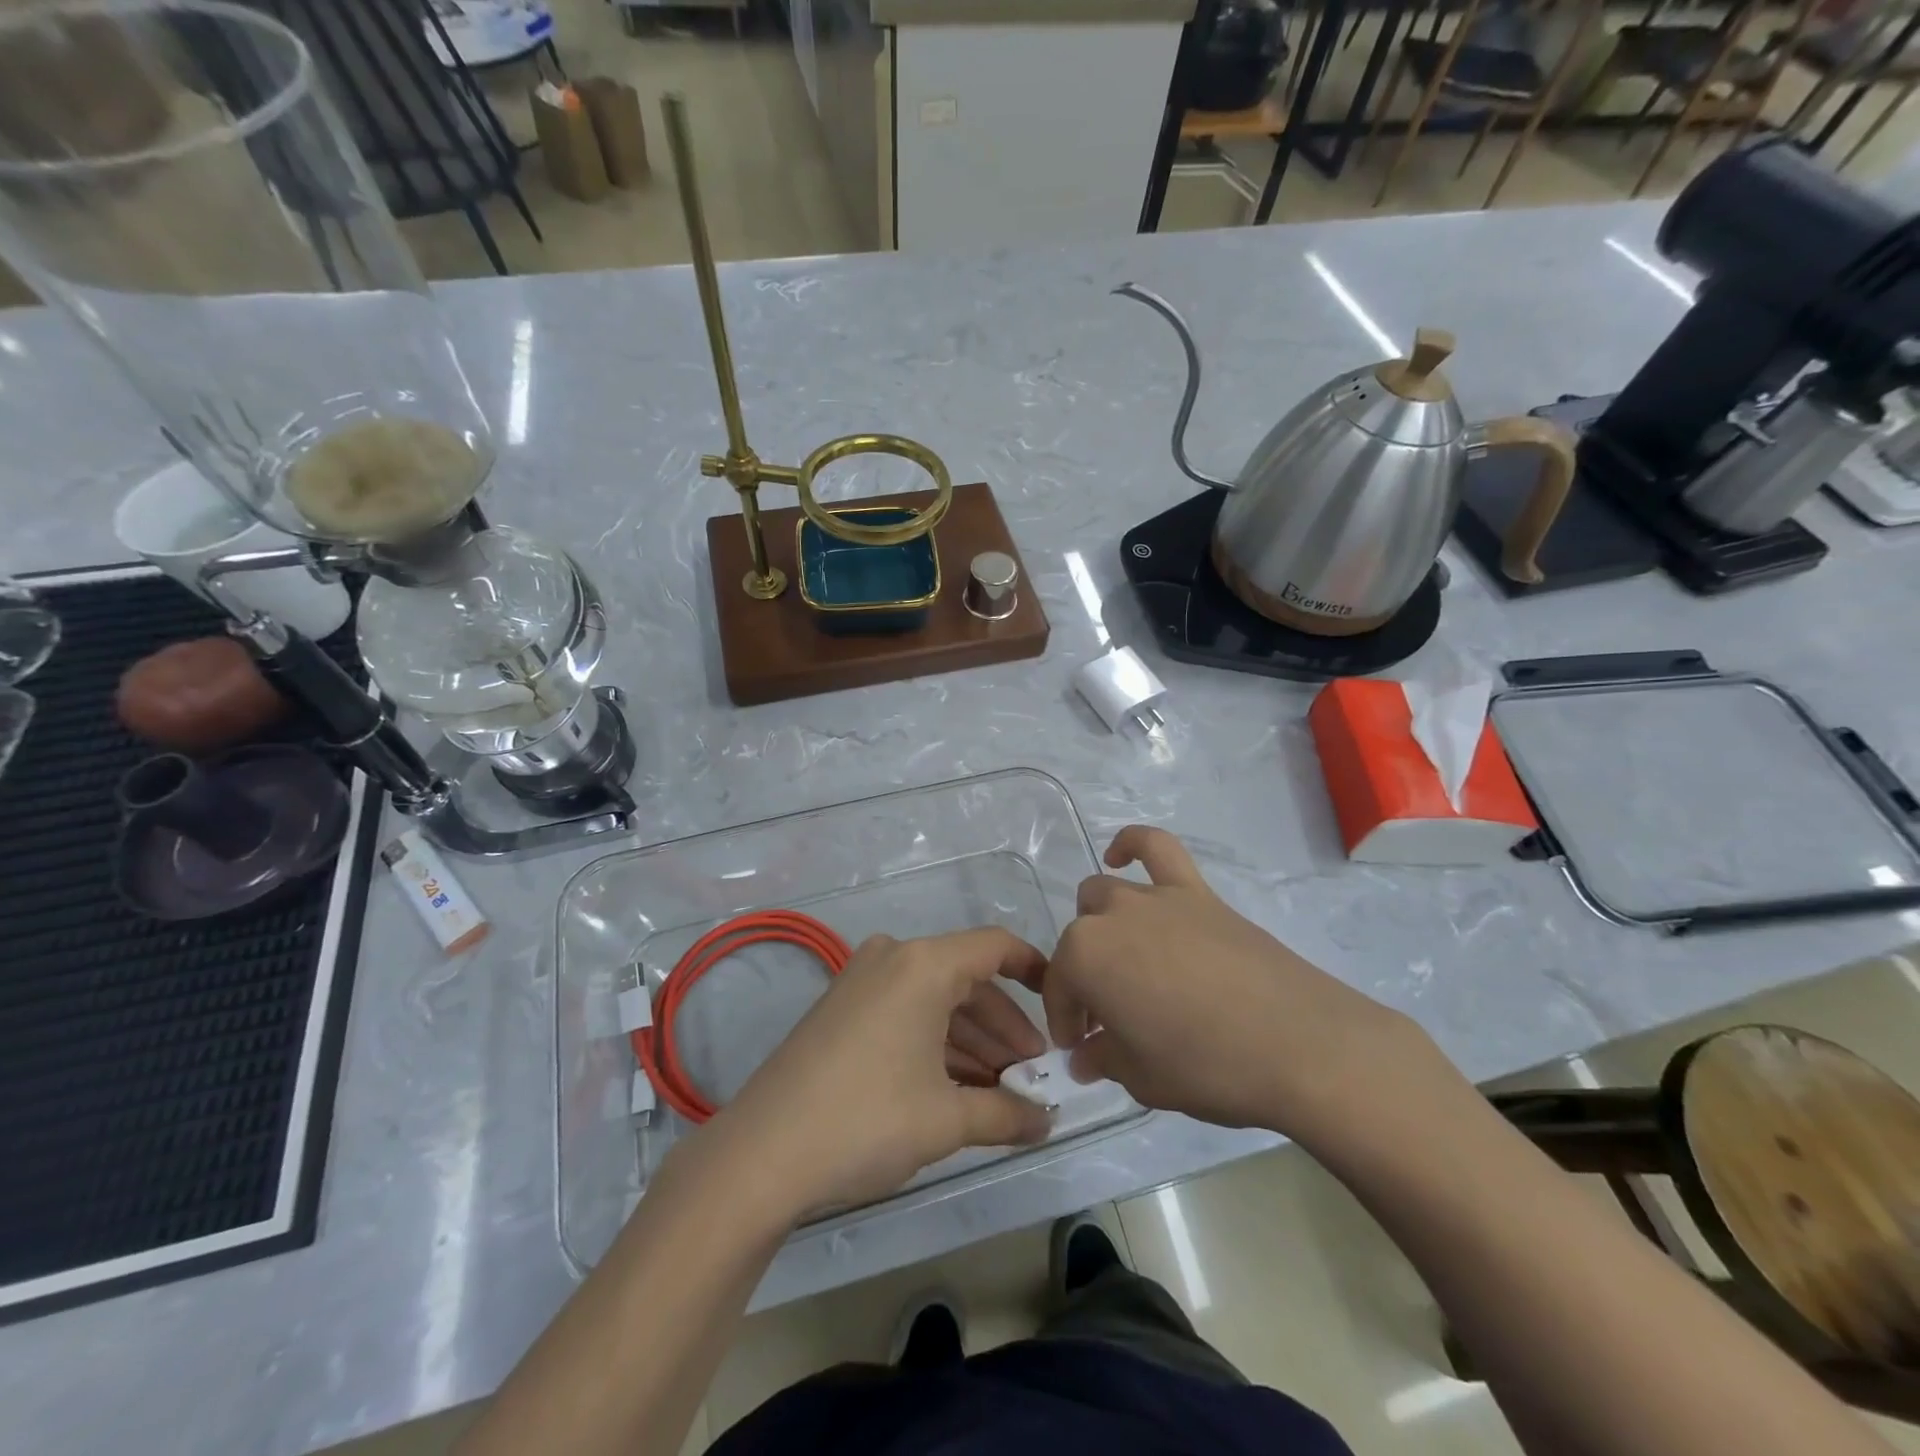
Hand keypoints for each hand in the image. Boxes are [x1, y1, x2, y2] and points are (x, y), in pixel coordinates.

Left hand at [708, 929, 1053, 1221]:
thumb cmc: (867, 1119)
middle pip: (967, 980)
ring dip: (971, 1041)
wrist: (761, 1154)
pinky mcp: (841, 1009)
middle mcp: (893, 958)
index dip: (1035, 970)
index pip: (996, 947)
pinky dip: (935, 1044)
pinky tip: (956, 1089)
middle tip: (1032, 1074)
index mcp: (924, 964)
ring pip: (935, 1001)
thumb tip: (1047, 1123)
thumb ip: (1006, 1115)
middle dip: (1004, 1027)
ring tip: (1000, 1091)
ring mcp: (862, 981)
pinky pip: (905, 1013)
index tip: (1061, 1003)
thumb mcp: (945, 1120)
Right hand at [1046, 826, 1428, 1143]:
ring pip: (1105, 894)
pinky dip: (1132, 845)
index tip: (1080, 1049)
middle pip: (1080, 939)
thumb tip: (1085, 1056)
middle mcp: (1110, 915)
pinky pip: (1157, 848)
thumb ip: (1103, 1058)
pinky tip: (1121, 854)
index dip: (1065, 1021)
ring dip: (1102, 925)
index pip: (1059, 986)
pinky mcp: (1196, 892)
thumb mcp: (1141, 1079)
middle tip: (1110, 1015)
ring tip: (1124, 959)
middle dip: (1084, 975)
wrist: (1298, 1045)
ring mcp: (1155, 897)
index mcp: (1085, 957)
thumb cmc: (1207, 1066)